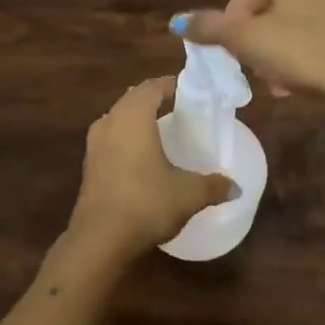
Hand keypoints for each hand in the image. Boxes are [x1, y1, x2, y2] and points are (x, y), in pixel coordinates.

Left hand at [63, 77, 236, 264]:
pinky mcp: (88, 166)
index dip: (171, 85)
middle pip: (132, 99)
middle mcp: (110, 122)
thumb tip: (236, 187)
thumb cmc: (146, 203)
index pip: (152, 87)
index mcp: (133, 117)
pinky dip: (125, 139)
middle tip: (178, 107)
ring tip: (159, 129)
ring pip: (117, 118)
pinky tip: (140, 156)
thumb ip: (213, 186)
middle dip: (154, 99)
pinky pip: (109, 139)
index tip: (190, 91)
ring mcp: (94, 145)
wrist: (99, 239)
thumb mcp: (188, 194)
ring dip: (136, 119)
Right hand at [179, 0, 324, 110]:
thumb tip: (176, 21)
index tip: (227, 51)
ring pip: (301, 27)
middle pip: (276, 10)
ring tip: (276, 84)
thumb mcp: (247, 40)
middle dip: (259, 41)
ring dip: (282, 54)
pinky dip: (310, 59)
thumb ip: (210, 28)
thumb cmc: (302, 50)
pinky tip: (304, 86)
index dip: (231, 22)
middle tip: (251, 68)